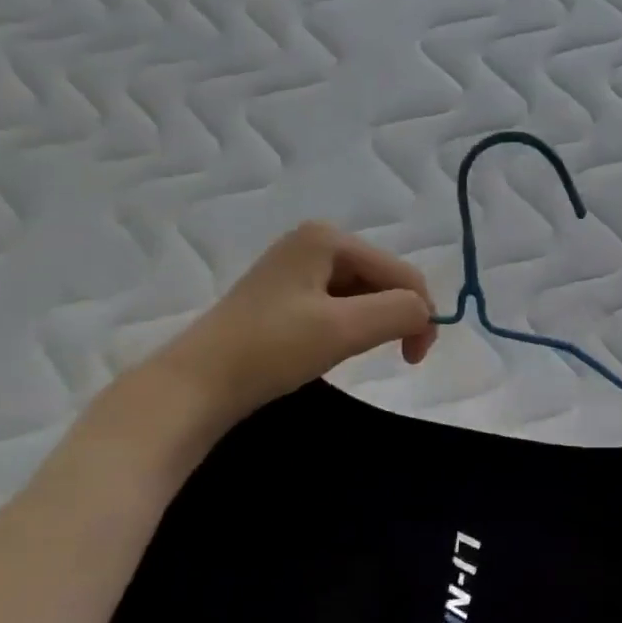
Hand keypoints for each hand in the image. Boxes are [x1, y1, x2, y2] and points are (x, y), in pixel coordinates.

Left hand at [152, 222, 437, 424]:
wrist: (196, 385)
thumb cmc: (271, 350)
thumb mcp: (345, 329)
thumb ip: (400, 312)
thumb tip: (425, 314)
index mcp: (328, 238)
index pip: (401, 272)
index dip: (420, 313)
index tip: (415, 359)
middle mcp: (314, 241)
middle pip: (383, 279)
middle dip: (397, 316)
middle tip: (399, 357)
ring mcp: (297, 266)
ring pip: (363, 293)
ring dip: (375, 323)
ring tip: (360, 352)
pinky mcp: (285, 294)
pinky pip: (339, 303)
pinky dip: (351, 326)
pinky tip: (337, 347)